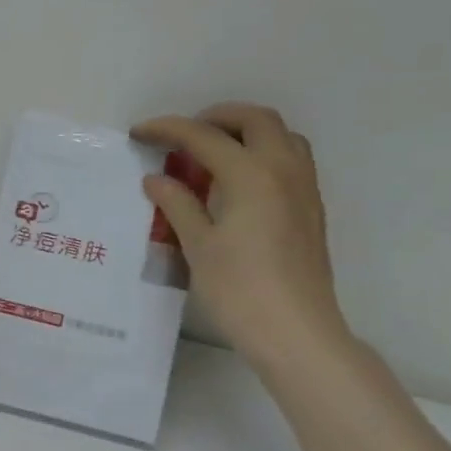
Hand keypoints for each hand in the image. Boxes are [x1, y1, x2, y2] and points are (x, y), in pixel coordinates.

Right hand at [132, 103, 349, 371]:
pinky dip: (262, 153)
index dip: (168, 129)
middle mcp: (283, 171)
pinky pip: (291, 160)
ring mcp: (304, 190)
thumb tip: (157, 179)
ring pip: (281, 136)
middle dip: (216, 117)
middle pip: (256, 120)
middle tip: (184, 134)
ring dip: (246, 132)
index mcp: (251, 175)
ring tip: (213, 152)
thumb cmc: (239, 289)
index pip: (204, 136)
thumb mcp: (198, 245)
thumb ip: (178, 204)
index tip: (139, 132)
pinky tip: (237, 182)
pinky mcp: (311, 210)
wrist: (296, 333)